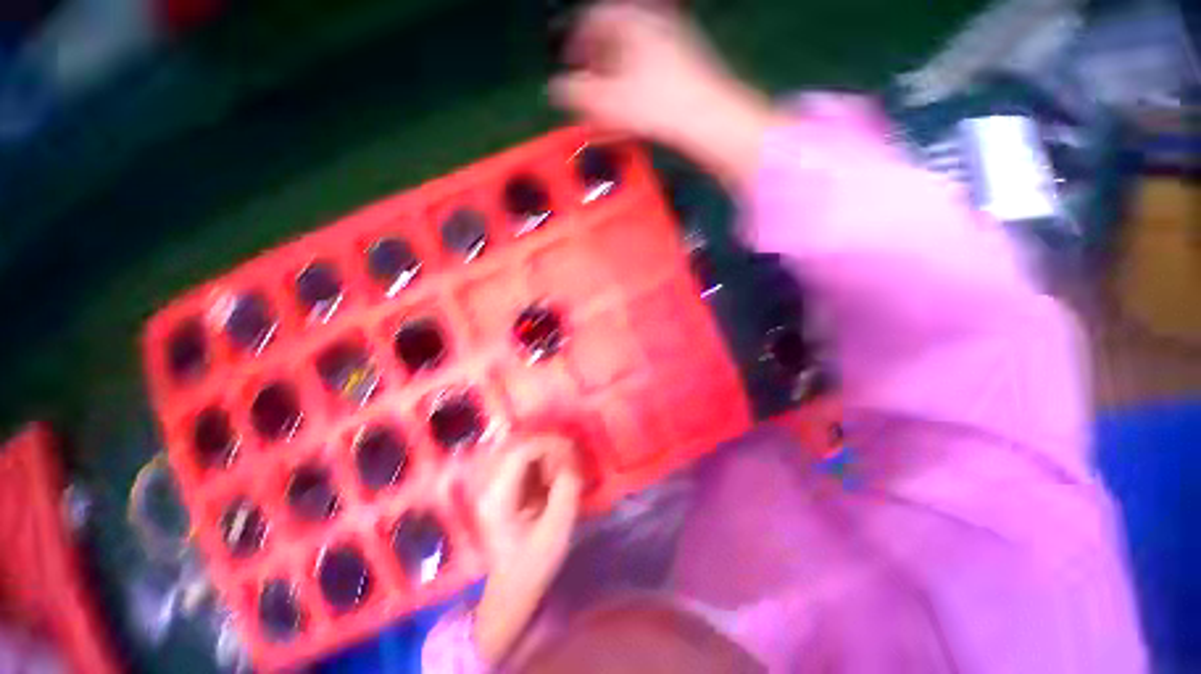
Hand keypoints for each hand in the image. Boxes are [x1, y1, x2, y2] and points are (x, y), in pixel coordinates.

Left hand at [472, 435, 582, 663]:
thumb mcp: (556, 529)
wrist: (511, 593)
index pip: (522, 450)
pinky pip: (524, 463)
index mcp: (497, 495)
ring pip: (523, 451)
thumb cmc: (533, 566)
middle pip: (521, 445)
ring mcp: (493, 485)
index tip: (572, 455)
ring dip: (546, 455)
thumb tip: (573, 456)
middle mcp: (489, 484)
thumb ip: (567, 488)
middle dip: (549, 448)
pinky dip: (542, 464)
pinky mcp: (503, 488)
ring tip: (561, 474)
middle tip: (569, 465)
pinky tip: (552, 480)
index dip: (550, 444)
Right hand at [549, 3, 778, 186]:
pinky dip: (633, 96)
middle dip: (595, 73)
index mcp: (631, 20)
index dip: (575, 44)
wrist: (709, 120)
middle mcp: (652, 25)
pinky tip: (628, 121)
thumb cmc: (657, 104)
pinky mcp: (684, 71)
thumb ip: (576, 93)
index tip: (570, 68)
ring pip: (630, 65)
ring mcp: (672, 46)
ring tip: (605, 116)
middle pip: (612, 44)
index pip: (592, 20)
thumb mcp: (609, 100)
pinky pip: (648, 79)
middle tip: (587, 97)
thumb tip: (554, 90)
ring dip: (613, 89)